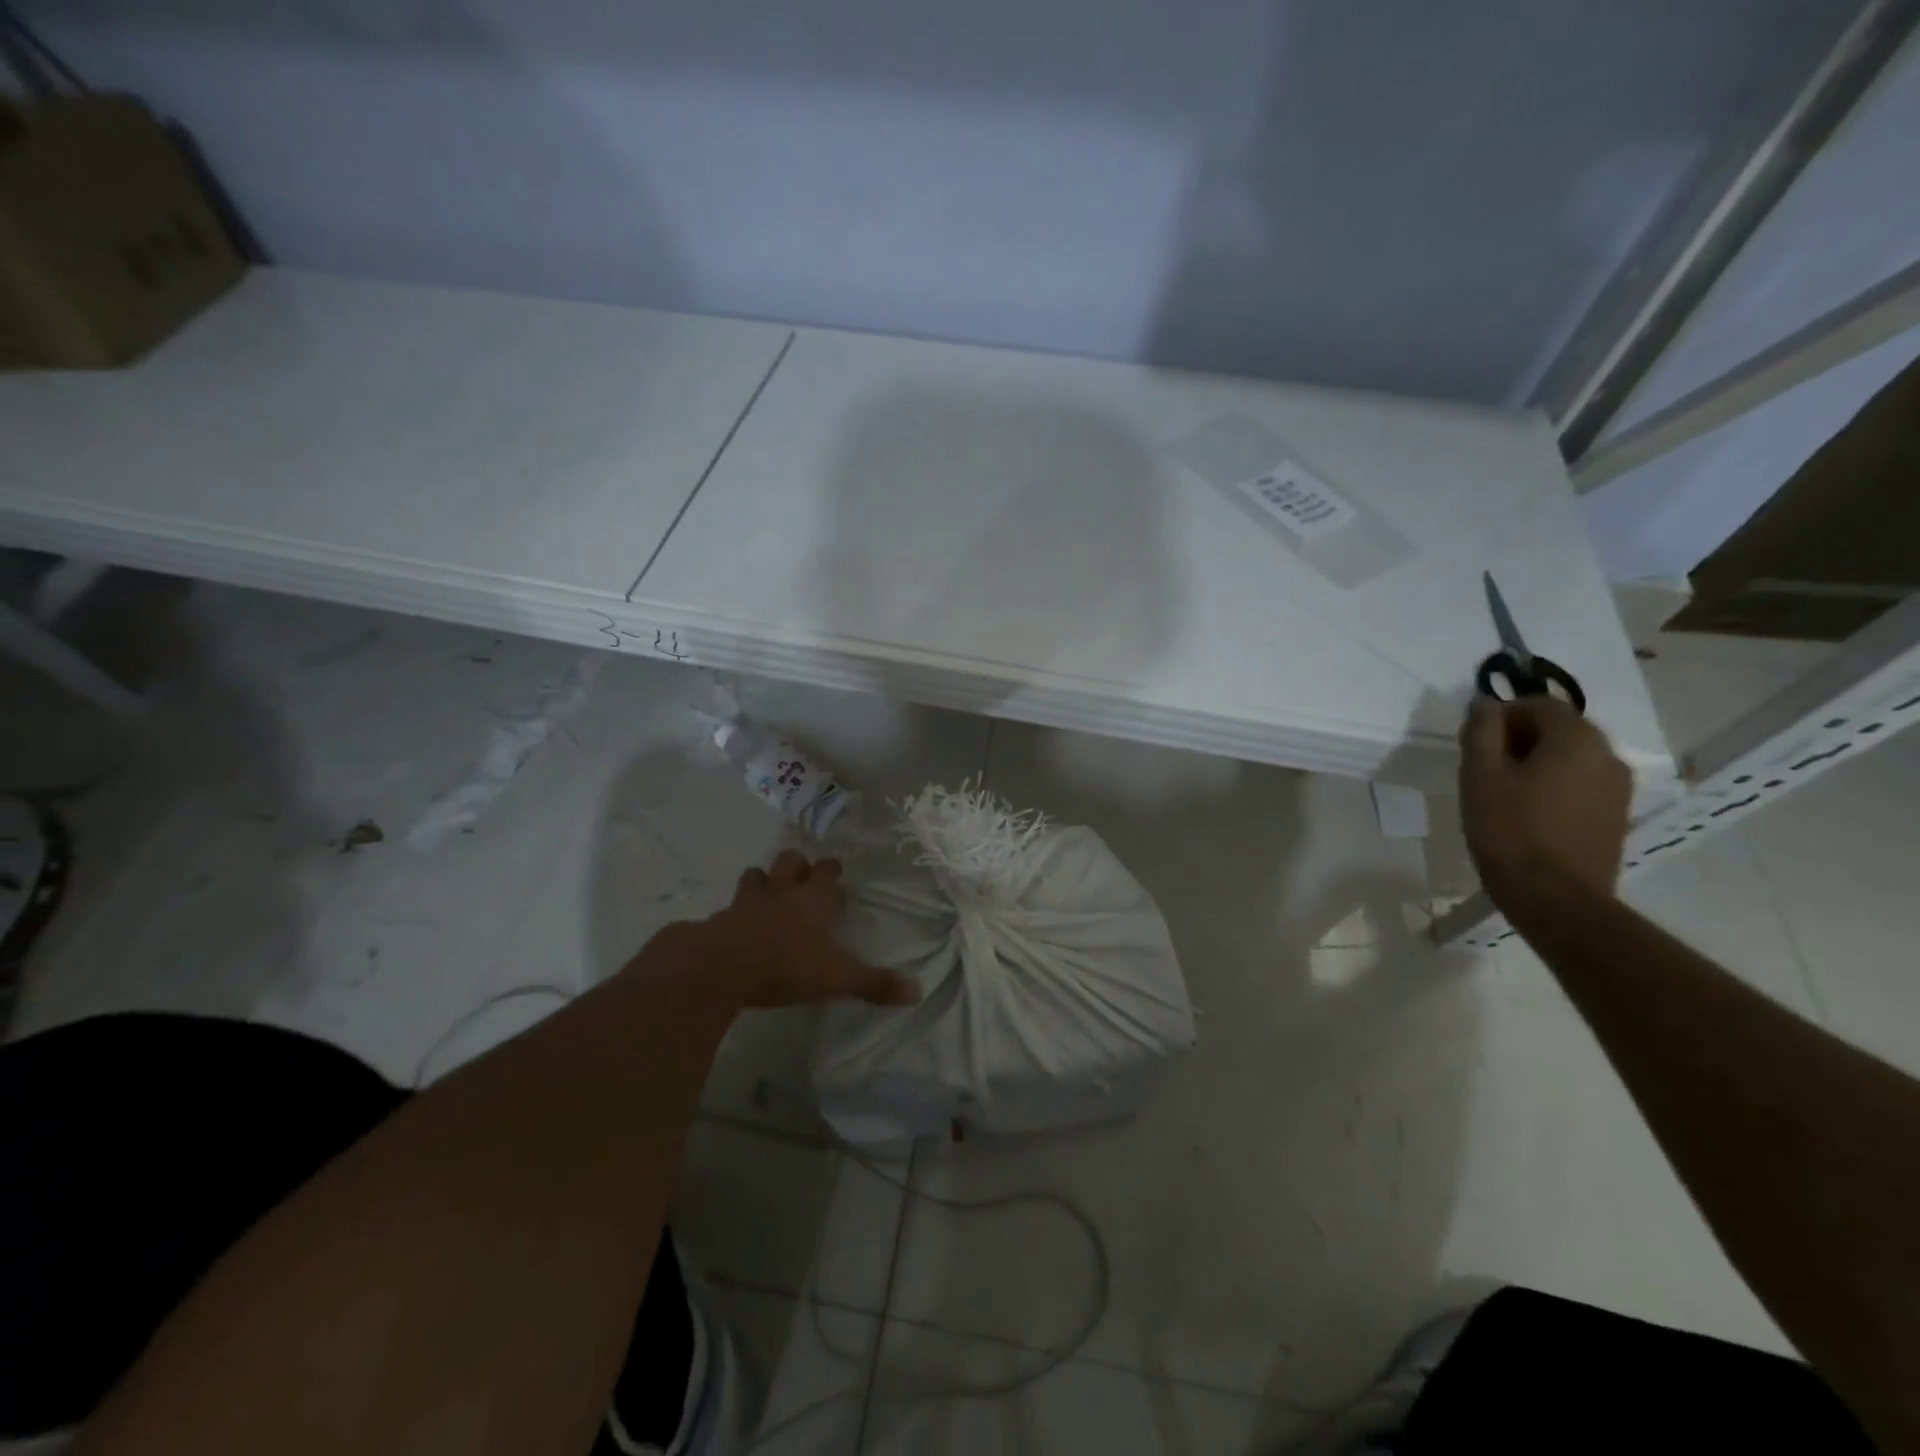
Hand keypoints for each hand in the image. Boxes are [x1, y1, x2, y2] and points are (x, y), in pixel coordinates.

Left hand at [687, 850, 919, 1009]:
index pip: (826, 871)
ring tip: (768, 892)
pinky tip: (735, 925)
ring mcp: (747, 902)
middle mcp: (782, 891)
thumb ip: (875, 984)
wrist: (722, 967)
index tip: (835, 871)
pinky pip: (728, 908)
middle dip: (797, 864)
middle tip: (802, 876)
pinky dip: (733, 912)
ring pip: (756, 876)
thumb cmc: (788, 964)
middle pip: (789, 861)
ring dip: (763, 881)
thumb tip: (917, 992)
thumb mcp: (838, 978)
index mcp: (813, 899)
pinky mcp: (720, 920)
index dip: (831, 869)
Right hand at [1459, 696, 1630, 908]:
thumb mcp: (1480, 774)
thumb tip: (1485, 703)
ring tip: (1504, 790)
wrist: (1554, 896)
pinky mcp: (1615, 815)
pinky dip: (1555, 784)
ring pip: (1572, 757)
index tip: (1475, 740)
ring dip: (1538, 762)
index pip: (1540, 704)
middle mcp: (1607, 755)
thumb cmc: (1508, 828)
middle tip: (1484, 764)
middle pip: (1561, 728)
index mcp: (1576, 739)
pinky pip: (1582, 783)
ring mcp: (1618, 788)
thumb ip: (1481, 731)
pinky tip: (1528, 810)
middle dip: (1521, 737)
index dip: (1503, 714)